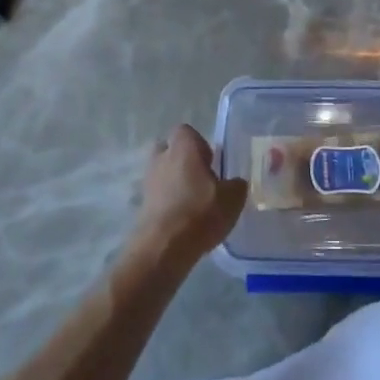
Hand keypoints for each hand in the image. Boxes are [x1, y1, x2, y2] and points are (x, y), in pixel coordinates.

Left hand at [133, 124, 247, 266]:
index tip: (212, 163)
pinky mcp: (142, 205)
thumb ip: (236, 185)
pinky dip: (169, 202)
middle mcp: (161, 157)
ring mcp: (148, 181)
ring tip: (194, 203)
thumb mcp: (233, 198)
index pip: (186, 131)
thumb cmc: (200, 212)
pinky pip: (158, 195)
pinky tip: (184, 220)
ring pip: (163, 173)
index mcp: (183, 146)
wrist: (164, 247)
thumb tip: (235, 183)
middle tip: (202, 180)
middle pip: (170, 150)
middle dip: (183, 161)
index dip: (200, 144)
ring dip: (175, 183)